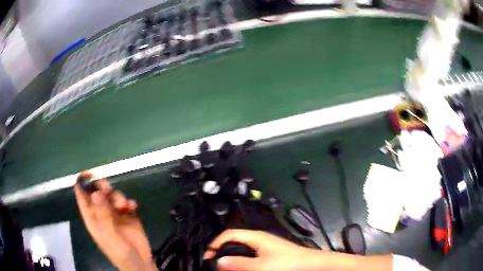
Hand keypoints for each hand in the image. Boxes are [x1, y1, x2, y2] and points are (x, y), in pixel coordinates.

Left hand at [74, 174, 156, 270]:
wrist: (140, 263)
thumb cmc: (120, 252)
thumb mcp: (110, 236)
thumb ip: (102, 216)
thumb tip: (96, 193)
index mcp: (92, 217)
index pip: (82, 196)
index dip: (83, 183)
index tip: (89, 173)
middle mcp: (101, 212)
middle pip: (97, 192)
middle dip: (102, 187)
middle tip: (108, 188)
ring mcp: (114, 214)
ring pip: (111, 195)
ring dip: (117, 196)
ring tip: (125, 205)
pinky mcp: (127, 215)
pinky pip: (126, 202)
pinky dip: (129, 201)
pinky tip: (133, 207)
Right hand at [204, 230, 327, 270]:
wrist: (311, 265)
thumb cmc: (287, 263)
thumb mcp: (263, 266)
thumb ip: (240, 263)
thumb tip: (217, 261)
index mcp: (255, 237)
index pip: (229, 234)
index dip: (215, 244)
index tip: (207, 257)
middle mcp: (258, 238)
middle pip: (233, 240)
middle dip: (221, 250)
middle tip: (213, 264)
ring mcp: (264, 246)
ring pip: (241, 248)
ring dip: (231, 256)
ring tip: (223, 267)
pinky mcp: (269, 253)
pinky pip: (249, 254)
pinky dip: (240, 259)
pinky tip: (239, 267)